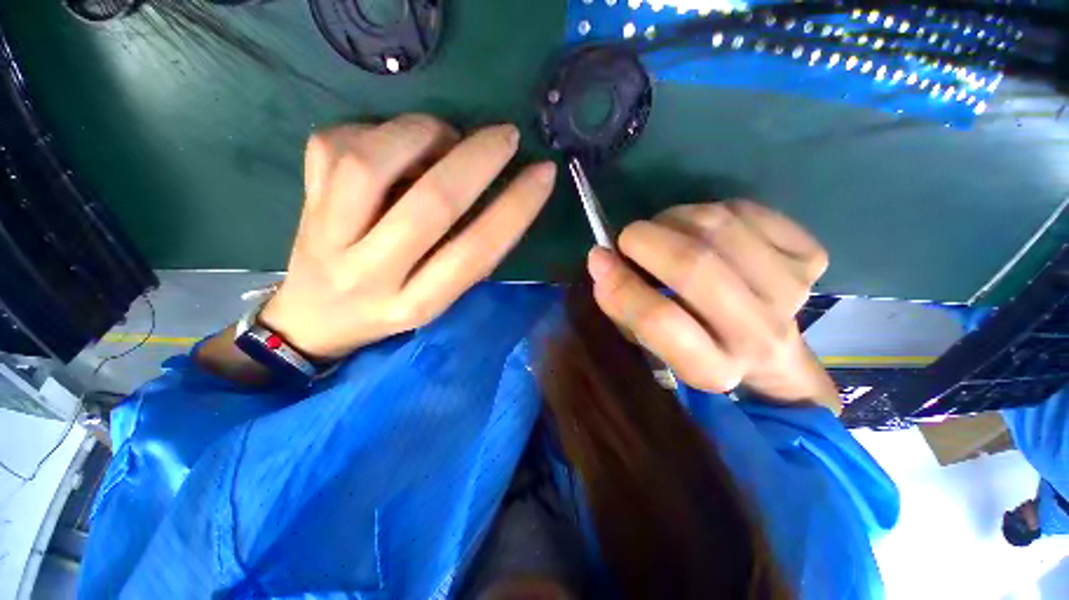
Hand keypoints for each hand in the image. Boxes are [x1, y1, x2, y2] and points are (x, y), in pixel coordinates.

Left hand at [260, 114, 556, 359]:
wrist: (317, 317)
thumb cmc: (391, 308)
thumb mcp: (439, 298)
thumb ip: (469, 256)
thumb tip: (498, 195)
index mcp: (418, 303)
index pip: (477, 251)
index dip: (516, 208)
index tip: (543, 173)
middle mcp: (372, 274)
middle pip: (431, 205)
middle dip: (478, 159)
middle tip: (505, 135)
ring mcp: (327, 237)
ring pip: (371, 164)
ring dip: (421, 134)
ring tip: (444, 135)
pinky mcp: (303, 202)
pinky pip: (335, 144)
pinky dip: (375, 130)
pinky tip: (392, 144)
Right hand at [587, 201, 839, 412]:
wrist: (768, 349)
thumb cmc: (694, 346)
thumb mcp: (648, 343)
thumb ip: (622, 306)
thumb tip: (602, 260)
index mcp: (711, 369)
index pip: (659, 320)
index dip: (621, 284)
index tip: (598, 258)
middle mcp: (758, 336)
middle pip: (695, 266)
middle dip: (646, 240)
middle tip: (629, 238)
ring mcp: (792, 292)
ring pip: (719, 227)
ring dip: (674, 220)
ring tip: (662, 231)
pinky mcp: (808, 258)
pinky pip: (744, 211)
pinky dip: (709, 210)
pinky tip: (701, 229)